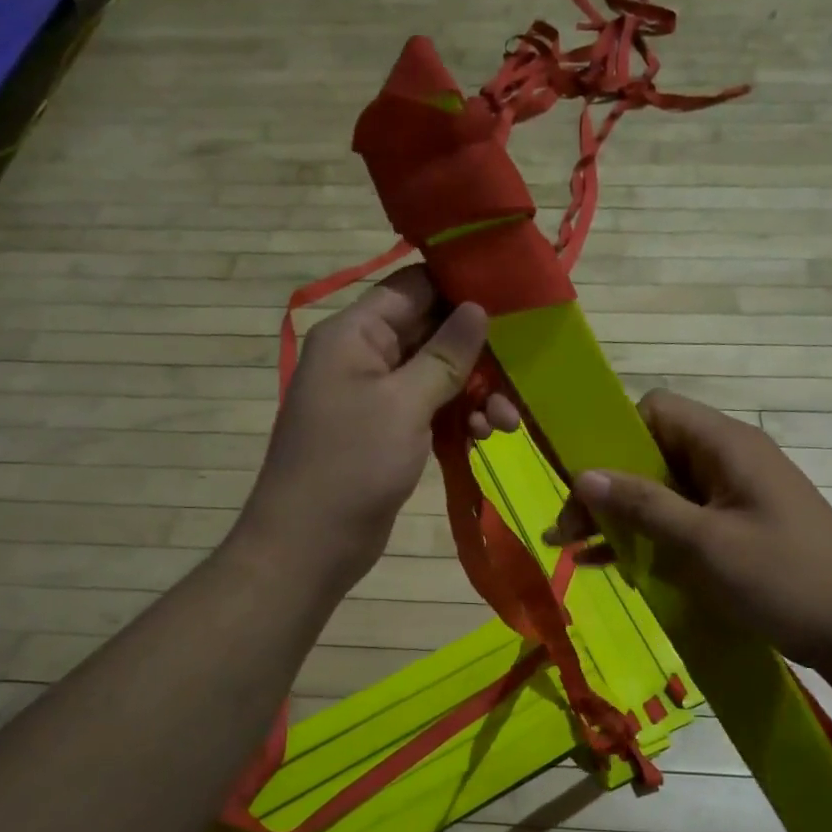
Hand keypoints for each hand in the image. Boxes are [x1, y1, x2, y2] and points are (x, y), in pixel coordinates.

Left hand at [238, 267, 518, 590]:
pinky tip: (486, 436)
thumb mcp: (404, 404)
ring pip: (437, 375)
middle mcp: (364, 356)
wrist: (311, 543)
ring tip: (507, 423)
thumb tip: (477, 307)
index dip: (461, 287)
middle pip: (431, 332)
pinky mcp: (388, 431)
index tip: (513, 300)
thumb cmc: (352, 464)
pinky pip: (431, 408)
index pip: (413, 287)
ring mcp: (376, 396)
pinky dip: (459, 418)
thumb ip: (444, 354)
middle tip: (520, 376)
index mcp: (355, 333)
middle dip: (478, 353)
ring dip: (475, 392)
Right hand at [547, 389, 831, 674]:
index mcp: (726, 445)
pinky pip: (680, 520)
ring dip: (621, 516)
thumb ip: (643, 505)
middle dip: (606, 488)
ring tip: (574, 549)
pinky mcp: (735, 529)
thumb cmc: (783, 579)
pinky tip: (609, 564)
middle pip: (652, 453)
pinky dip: (646, 536)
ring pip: (662, 490)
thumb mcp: (704, 543)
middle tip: (566, 531)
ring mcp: (733, 496)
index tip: (586, 482)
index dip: (615, 438)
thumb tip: (583, 474)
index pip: (655, 411)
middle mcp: (728, 460)